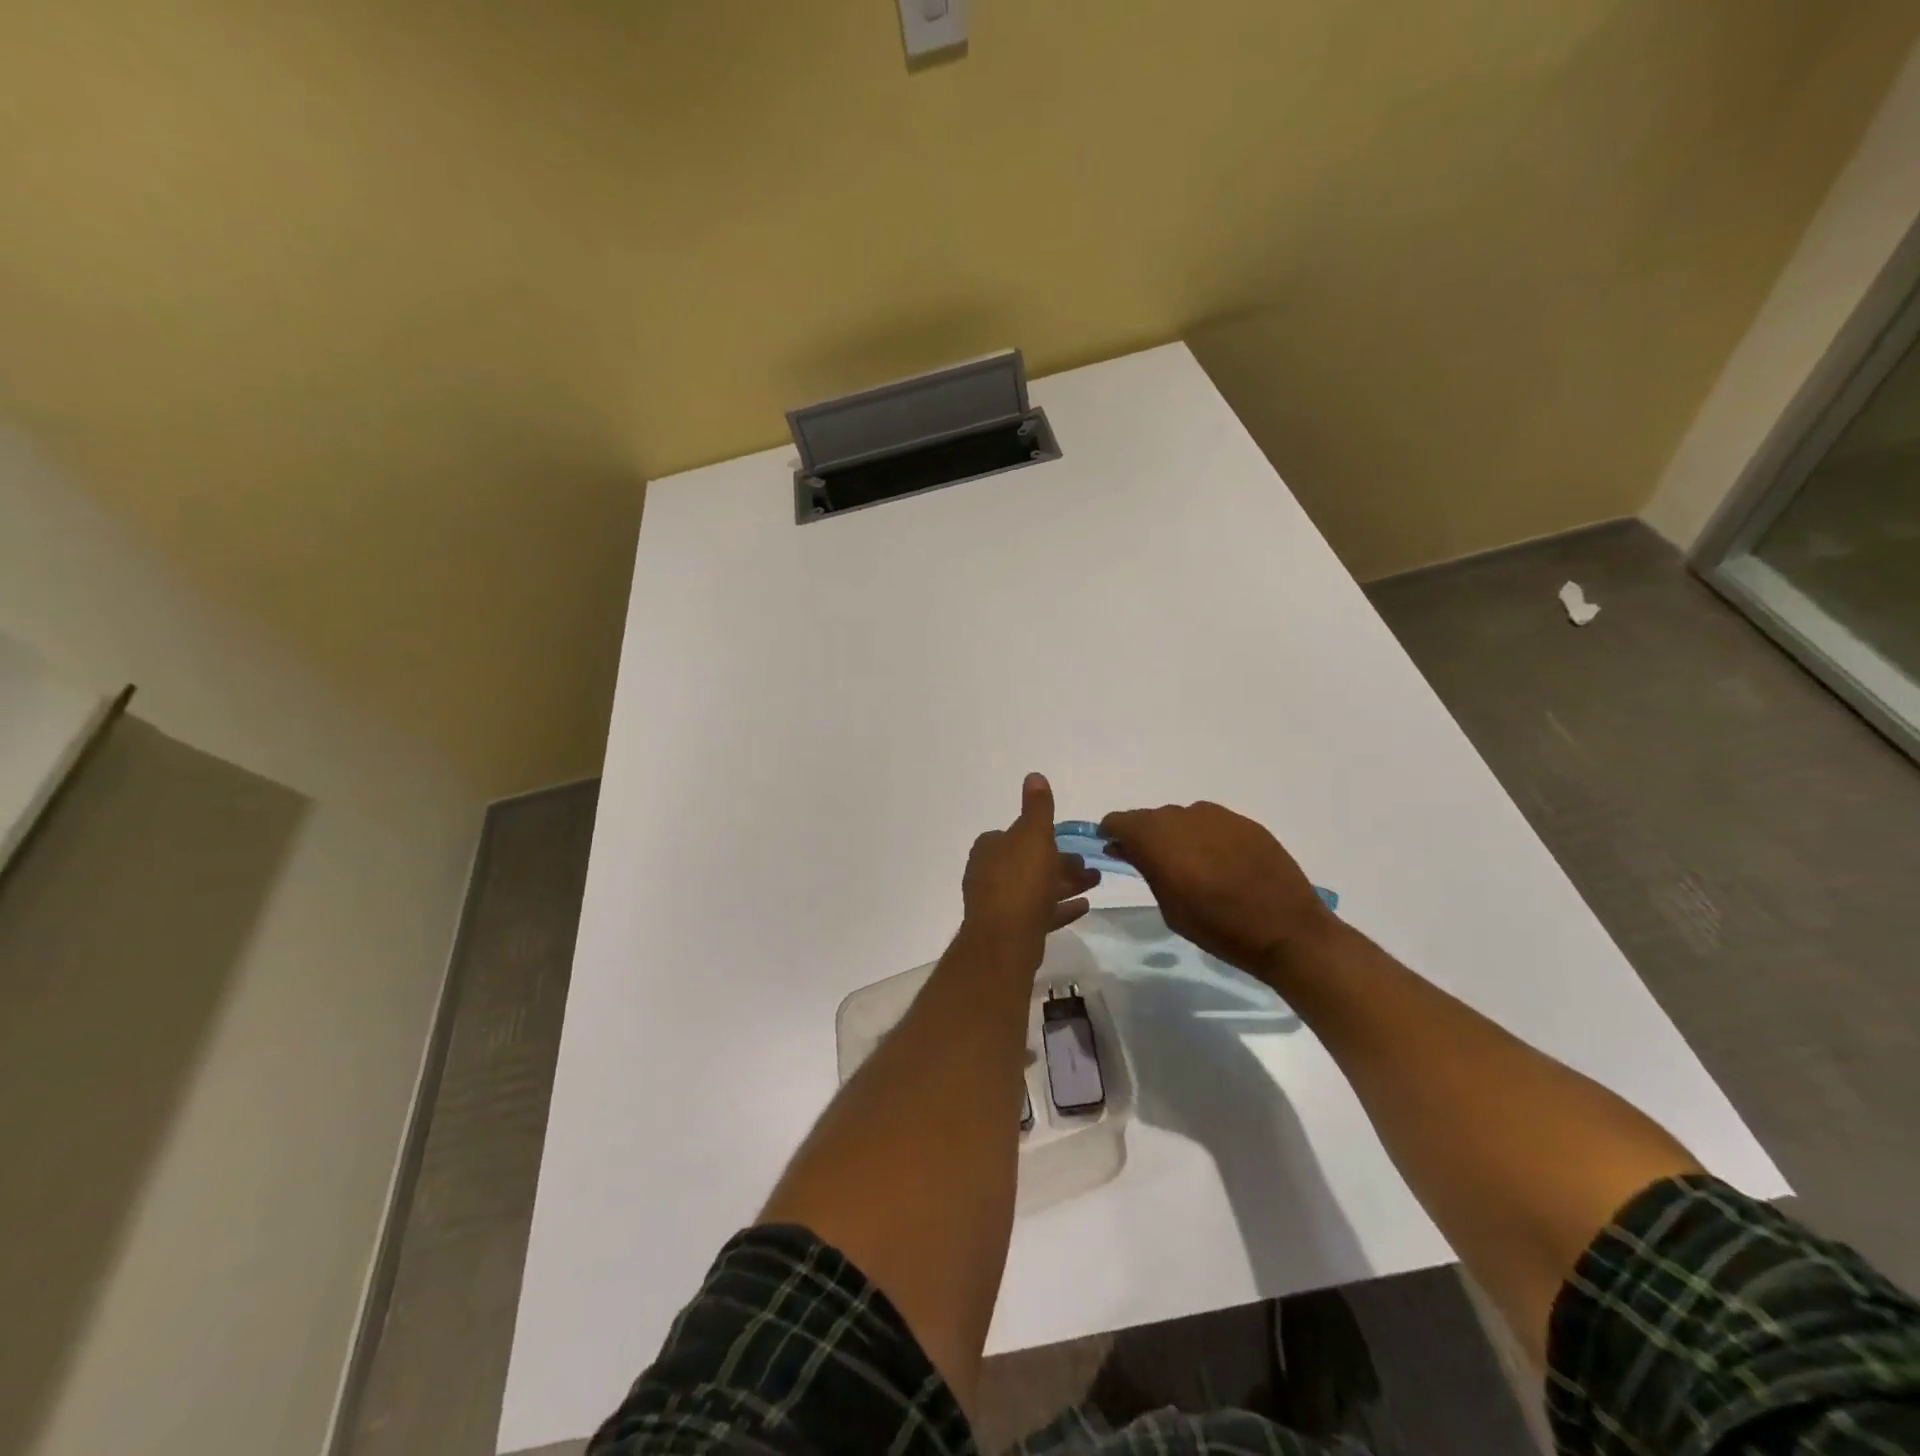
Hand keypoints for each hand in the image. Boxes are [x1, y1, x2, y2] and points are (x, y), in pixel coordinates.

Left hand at [962, 773, 1099, 958]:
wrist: (1005, 939)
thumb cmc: (1020, 880)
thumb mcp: (1033, 835)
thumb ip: (1037, 807)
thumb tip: (1034, 775)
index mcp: (990, 848)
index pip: (1016, 834)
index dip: (1042, 836)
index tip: (1068, 841)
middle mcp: (989, 873)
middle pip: (1029, 862)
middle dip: (1060, 862)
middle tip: (1090, 867)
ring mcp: (998, 903)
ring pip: (1036, 888)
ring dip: (1065, 884)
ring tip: (1095, 883)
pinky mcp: (1010, 929)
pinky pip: (1039, 913)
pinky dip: (1059, 908)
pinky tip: (1084, 907)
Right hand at [1098, 801, 1332, 974]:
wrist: (1286, 930)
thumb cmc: (1217, 927)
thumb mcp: (1169, 905)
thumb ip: (1146, 869)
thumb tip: (1128, 848)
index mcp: (1157, 837)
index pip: (1120, 821)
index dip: (1113, 833)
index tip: (1114, 848)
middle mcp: (1184, 816)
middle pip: (1152, 818)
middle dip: (1146, 836)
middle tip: (1153, 864)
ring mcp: (1218, 816)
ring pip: (1183, 819)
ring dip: (1178, 836)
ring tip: (1191, 866)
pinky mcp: (1246, 823)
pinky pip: (1212, 824)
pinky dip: (1206, 838)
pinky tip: (1220, 864)